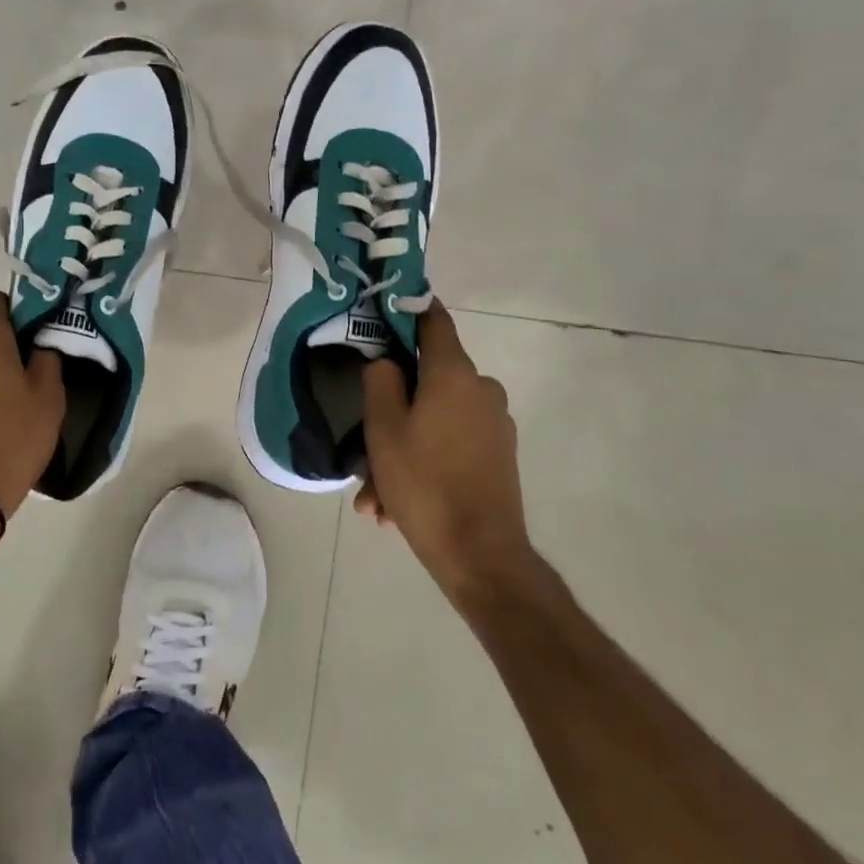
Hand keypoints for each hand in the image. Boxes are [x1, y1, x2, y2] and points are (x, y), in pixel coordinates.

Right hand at [358, 302, 535, 598]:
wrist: (481, 556)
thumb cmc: (425, 483)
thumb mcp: (383, 429)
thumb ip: (381, 382)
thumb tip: (389, 363)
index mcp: (455, 374)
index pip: (433, 320)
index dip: (409, 308)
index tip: (387, 306)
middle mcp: (481, 390)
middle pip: (427, 381)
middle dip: (392, 410)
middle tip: (364, 447)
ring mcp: (494, 425)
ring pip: (434, 422)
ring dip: (402, 450)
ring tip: (375, 498)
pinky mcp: (498, 456)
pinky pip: (450, 446)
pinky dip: (423, 464)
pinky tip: (395, 507)